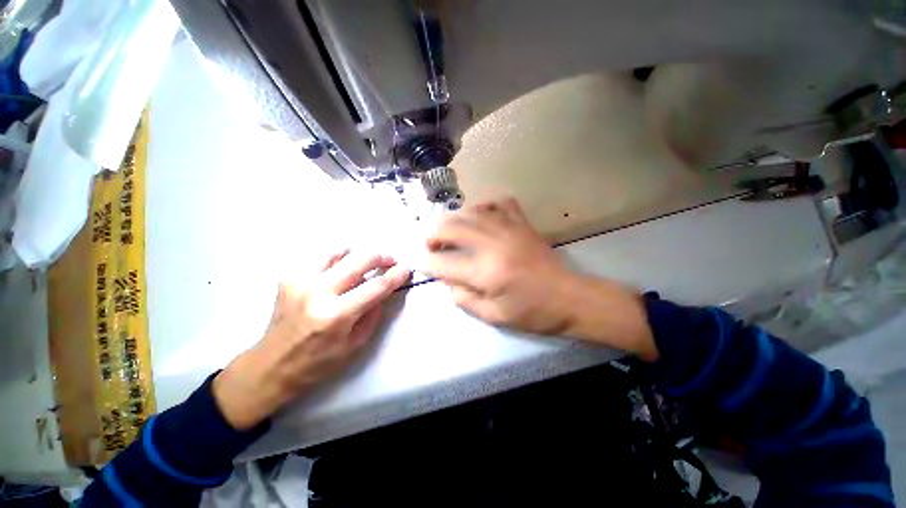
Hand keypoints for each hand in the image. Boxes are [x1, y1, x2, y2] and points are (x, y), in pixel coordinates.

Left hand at [214, 251, 410, 429]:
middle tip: (390, 261)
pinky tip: (340, 270)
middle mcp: (318, 292)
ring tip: (365, 263)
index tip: (406, 269)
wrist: (270, 366)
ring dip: (358, 255)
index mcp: (336, 315)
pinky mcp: (289, 277)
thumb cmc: (317, 363)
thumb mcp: (355, 345)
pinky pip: (320, 259)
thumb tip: (382, 291)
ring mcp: (300, 281)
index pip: (376, 287)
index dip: (396, 275)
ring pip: (338, 252)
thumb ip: (373, 314)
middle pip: (359, 260)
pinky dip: (337, 260)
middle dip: (381, 257)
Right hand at [426, 198, 655, 358]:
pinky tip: (482, 217)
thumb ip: (463, 298)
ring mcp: (509, 229)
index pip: (443, 263)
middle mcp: (493, 244)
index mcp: (485, 272)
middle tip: (431, 244)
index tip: (425, 265)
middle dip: (434, 234)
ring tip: (451, 231)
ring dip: (454, 219)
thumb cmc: (532, 312)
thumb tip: (447, 280)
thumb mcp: (493, 316)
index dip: (429, 264)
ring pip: (471, 211)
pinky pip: (500, 203)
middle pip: (451, 227)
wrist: (570, 297)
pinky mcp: (522, 223)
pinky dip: (485, 206)